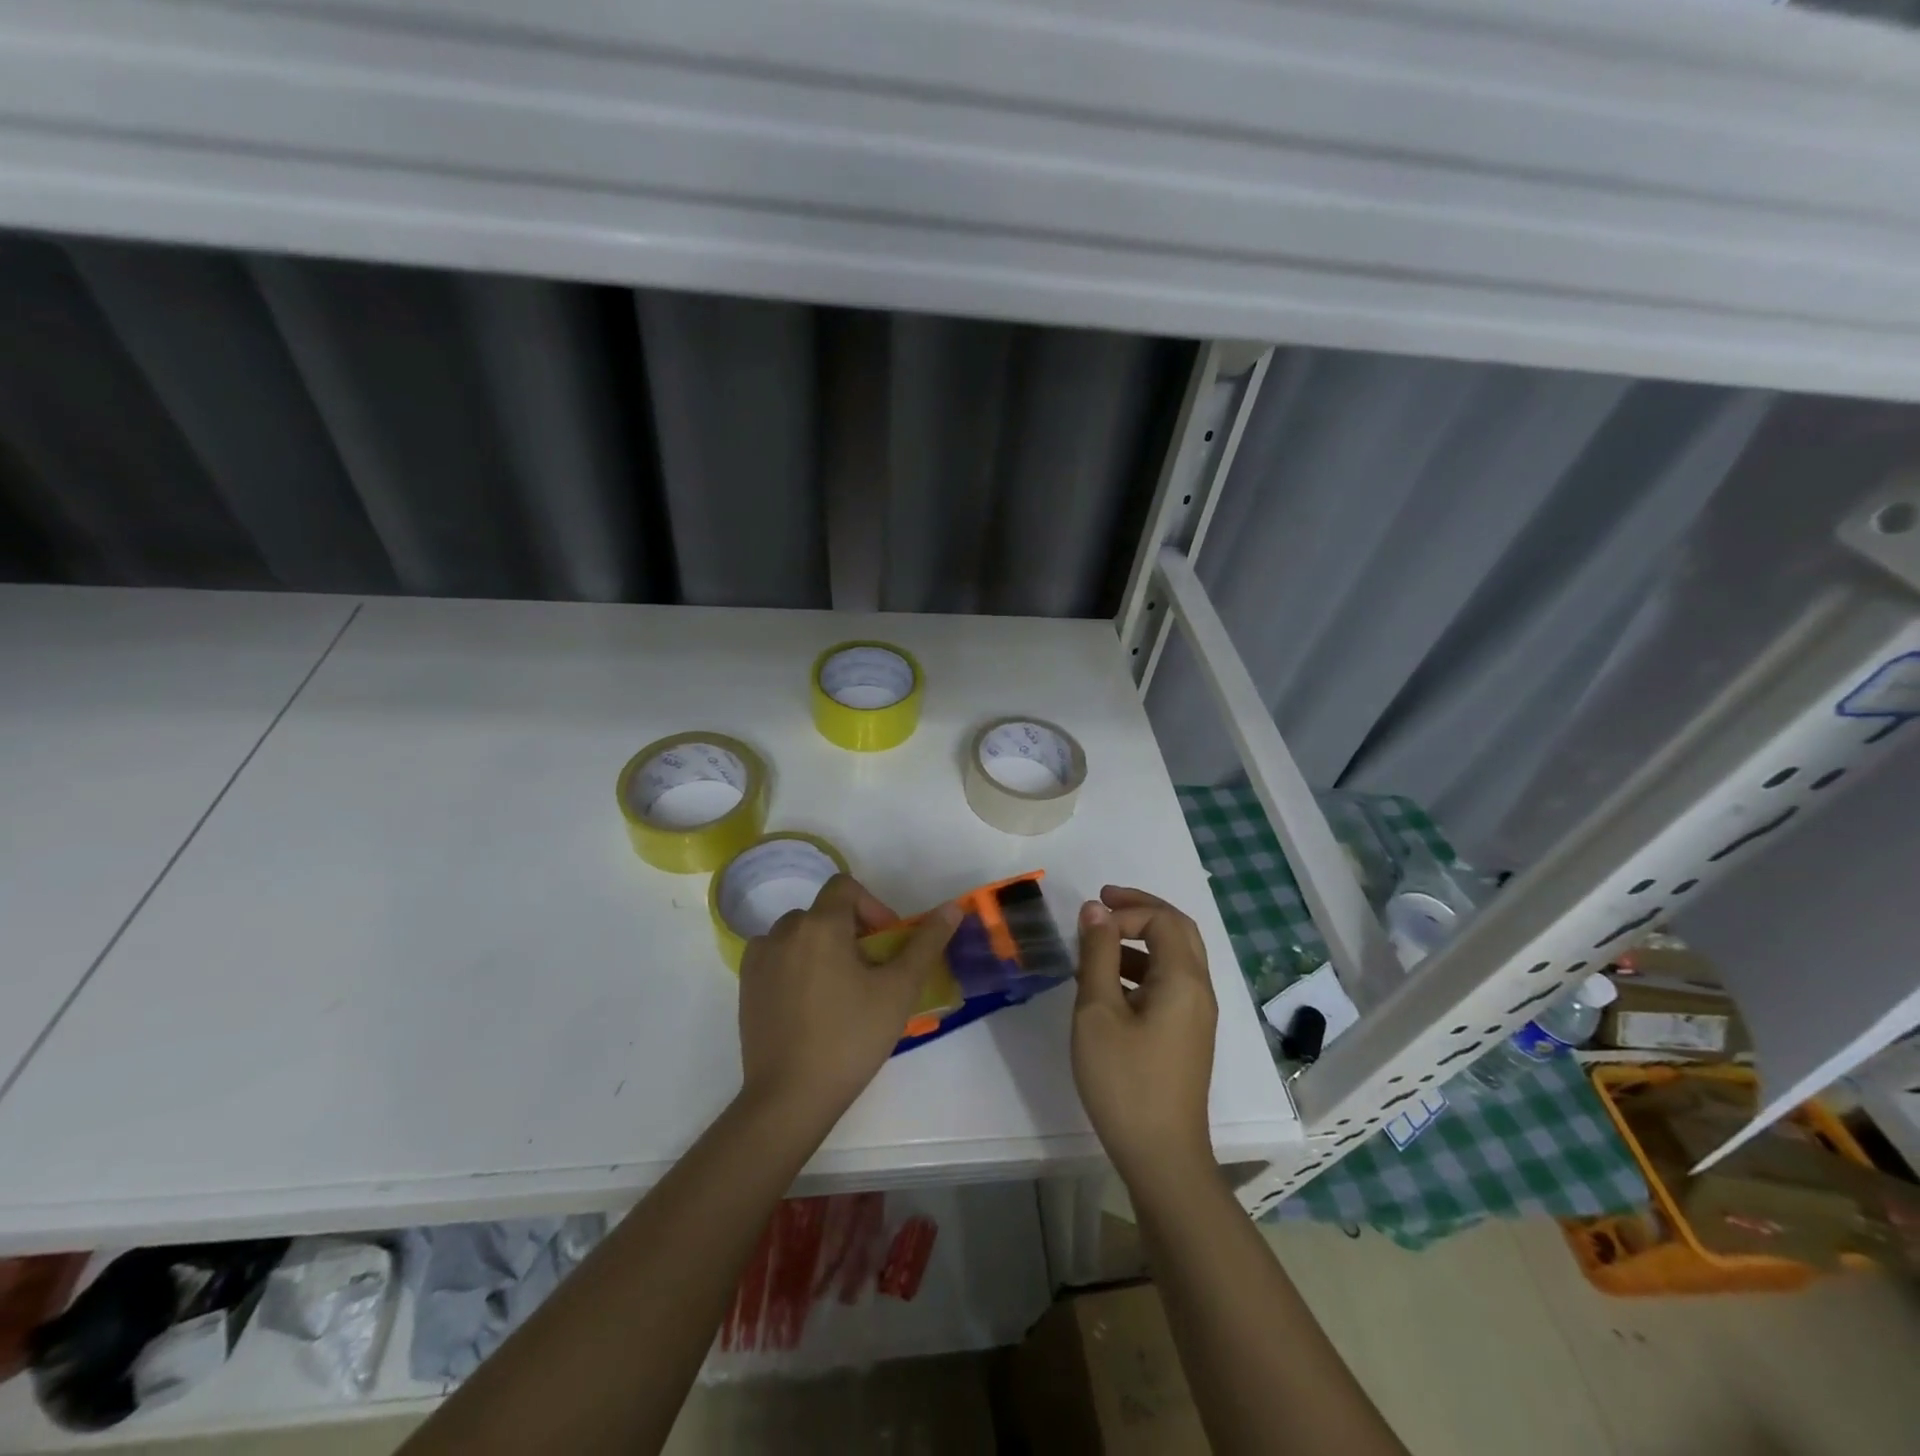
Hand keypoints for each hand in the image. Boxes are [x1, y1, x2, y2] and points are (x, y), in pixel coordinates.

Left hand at [737, 874, 959, 1129]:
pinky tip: (811, 1004)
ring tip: (841, 990)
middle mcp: (784, 931)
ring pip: (800, 935)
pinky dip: (796, 966)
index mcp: (820, 925)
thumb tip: (952, 908)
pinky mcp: (746, 986)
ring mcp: (760, 959)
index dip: (872, 906)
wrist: (790, 1097)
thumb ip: (926, 943)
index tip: (886, 943)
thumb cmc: (850, 1038)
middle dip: (851, 931)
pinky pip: (777, 957)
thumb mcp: (899, 990)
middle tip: (871, 972)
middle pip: (824, 912)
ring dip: (823, 947)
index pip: (846, 887)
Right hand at [1071, 886, 1217, 1190]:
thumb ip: (1097, 954)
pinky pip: (1169, 984)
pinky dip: (1142, 968)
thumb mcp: (1098, 1011)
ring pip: (1175, 957)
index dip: (1126, 909)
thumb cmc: (1125, 1080)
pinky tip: (1109, 986)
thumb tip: (1096, 909)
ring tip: (1097, 946)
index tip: (1089, 920)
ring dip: (1140, 940)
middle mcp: (1199, 990)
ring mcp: (1197, 1015)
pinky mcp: (1187, 1036)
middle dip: (1141, 910)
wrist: (1162, 1156)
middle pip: (1178, 930)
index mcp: (1183, 979)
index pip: (1162, 919)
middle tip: (1103, 903)